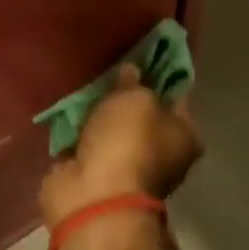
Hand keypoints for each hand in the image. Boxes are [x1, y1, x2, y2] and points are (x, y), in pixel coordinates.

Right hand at [39, 65, 201, 229]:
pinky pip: (84, 142)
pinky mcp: (91, 172)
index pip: (176, 95)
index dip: (159, 74)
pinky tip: (65, 109)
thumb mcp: (137, 99)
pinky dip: (75, 131)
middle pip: (140, 113)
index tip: (141, 53)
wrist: (93, 196)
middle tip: (105, 68)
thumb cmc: (128, 143)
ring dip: (96, 113)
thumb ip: (135, 82)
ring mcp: (123, 166)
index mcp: (184, 136)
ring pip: (110, 128)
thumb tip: (131, 73)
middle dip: (122, 94)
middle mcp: (159, 153)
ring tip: (81, 84)